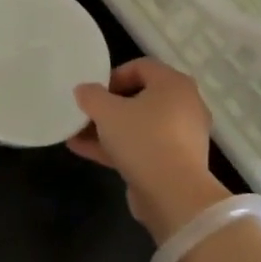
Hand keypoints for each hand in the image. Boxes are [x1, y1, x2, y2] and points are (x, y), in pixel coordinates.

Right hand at [68, 59, 225, 241]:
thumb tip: (84, 90)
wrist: (174, 195)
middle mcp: (184, 105)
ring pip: (139, 125)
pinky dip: (118, 147)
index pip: (141, 66)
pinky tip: (85, 150)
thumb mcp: (107, 112)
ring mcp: (182, 136)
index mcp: (174, 84)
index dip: (113, 75)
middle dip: (108, 106)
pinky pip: (143, 146)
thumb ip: (91, 95)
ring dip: (108, 128)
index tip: (94, 92)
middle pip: (140, 97)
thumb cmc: (143, 139)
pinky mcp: (175, 162)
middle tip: (86, 113)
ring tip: (76, 133)